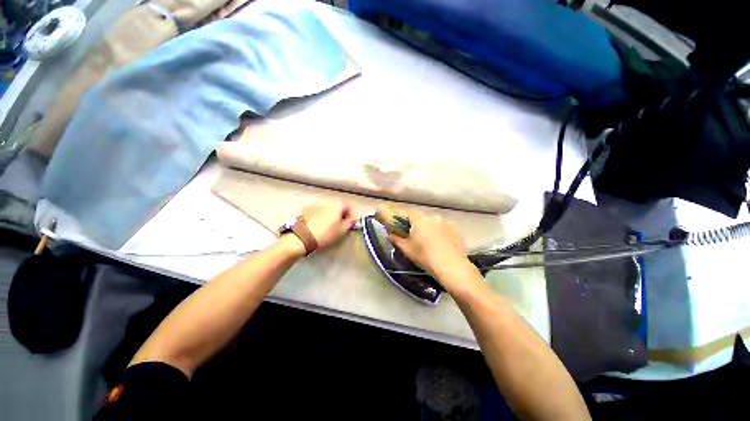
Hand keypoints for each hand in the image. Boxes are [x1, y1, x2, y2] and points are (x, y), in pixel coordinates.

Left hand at [302, 201, 356, 249]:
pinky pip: (317, 211)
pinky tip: (319, 225)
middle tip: (340, 224)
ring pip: (327, 208)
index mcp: (337, 205)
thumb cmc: (323, 233)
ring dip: (329, 214)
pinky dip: (319, 216)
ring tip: (329, 226)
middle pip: (337, 206)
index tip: (349, 221)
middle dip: (339, 214)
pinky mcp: (307, 210)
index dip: (350, 214)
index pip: (348, 206)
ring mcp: (316, 205)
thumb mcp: (342, 230)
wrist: (305, 237)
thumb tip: (351, 221)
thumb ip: (349, 223)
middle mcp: (327, 202)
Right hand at [386, 207, 478, 290]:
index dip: (404, 218)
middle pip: (422, 218)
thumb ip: (396, 239)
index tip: (402, 226)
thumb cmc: (425, 256)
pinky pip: (445, 229)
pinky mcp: (457, 230)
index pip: (409, 213)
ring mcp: (447, 223)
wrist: (451, 267)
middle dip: (418, 225)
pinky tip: (442, 245)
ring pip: (434, 223)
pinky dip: (441, 234)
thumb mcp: (407, 249)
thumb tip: (388, 234)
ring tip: (430, 242)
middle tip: (416, 237)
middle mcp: (434, 217)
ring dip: (430, 229)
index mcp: (420, 219)